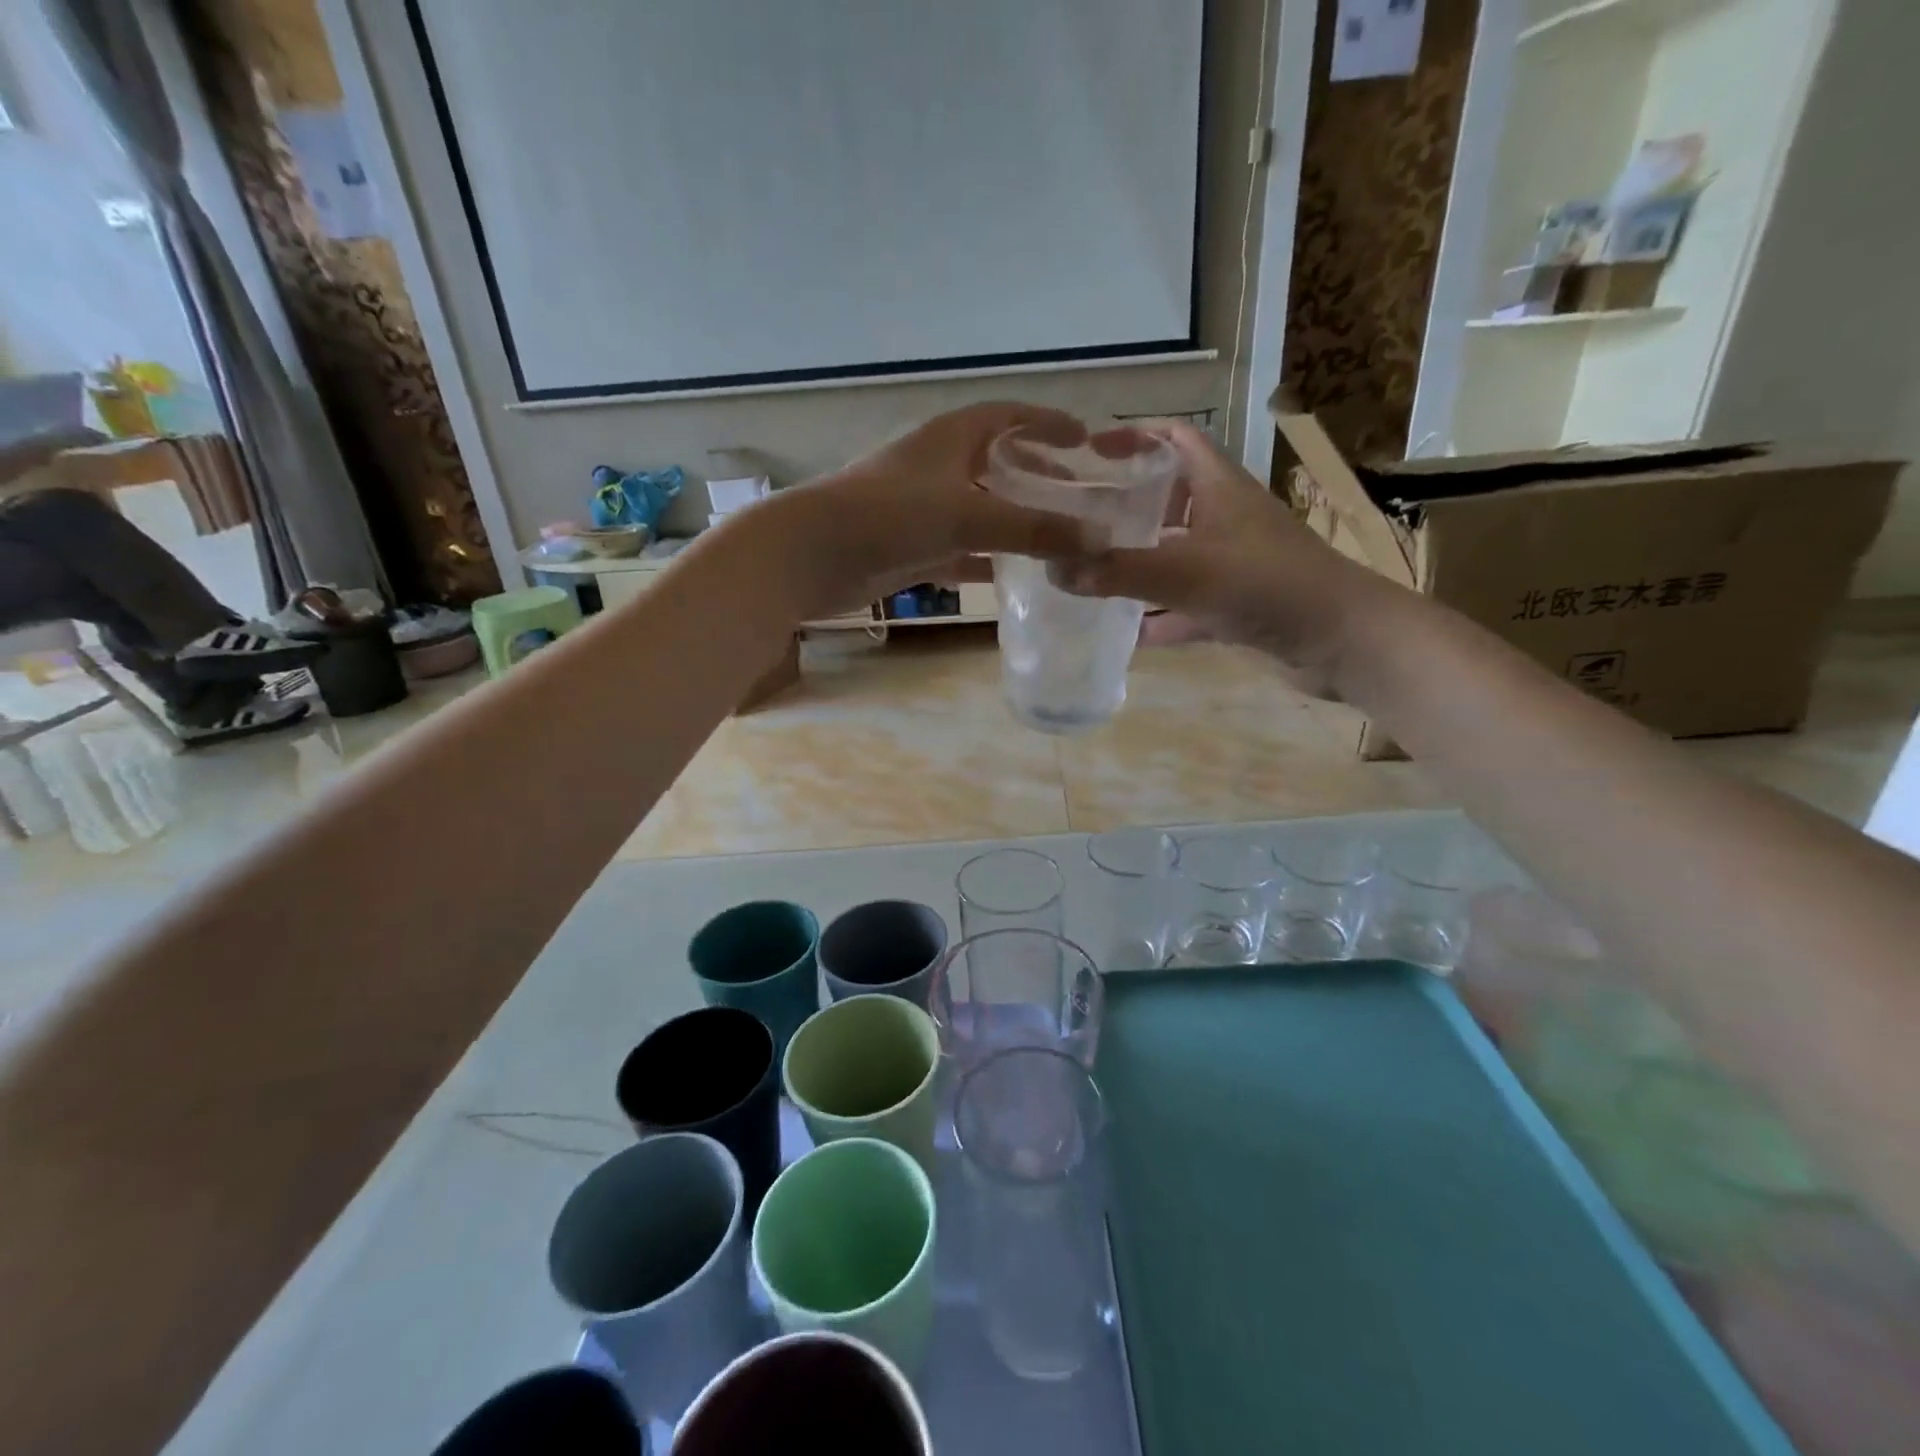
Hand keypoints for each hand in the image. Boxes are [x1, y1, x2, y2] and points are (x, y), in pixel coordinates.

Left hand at [775, 403, 1098, 617]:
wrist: (809, 555)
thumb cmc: (888, 515)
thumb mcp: (967, 515)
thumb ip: (1034, 528)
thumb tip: (1101, 541)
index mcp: (950, 437)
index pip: (1009, 415)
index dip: (1048, 423)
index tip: (1086, 440)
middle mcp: (938, 466)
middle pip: (998, 463)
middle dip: (1038, 476)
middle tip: (1078, 497)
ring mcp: (923, 509)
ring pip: (982, 511)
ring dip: (1016, 522)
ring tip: (1058, 538)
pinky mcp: (911, 548)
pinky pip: (962, 550)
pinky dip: (988, 560)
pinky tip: (1017, 576)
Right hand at [1056, 422, 1396, 693]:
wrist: (1344, 641)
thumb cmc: (1268, 586)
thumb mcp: (1186, 572)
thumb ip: (1118, 571)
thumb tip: (1052, 569)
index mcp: (1219, 488)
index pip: (1176, 440)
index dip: (1135, 437)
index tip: (1089, 453)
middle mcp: (1225, 519)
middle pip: (1169, 499)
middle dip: (1125, 507)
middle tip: (1076, 521)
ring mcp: (1233, 565)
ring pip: (1175, 555)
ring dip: (1138, 563)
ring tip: (1089, 573)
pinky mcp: (1238, 605)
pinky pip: (1186, 605)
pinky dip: (1159, 616)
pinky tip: (1126, 632)